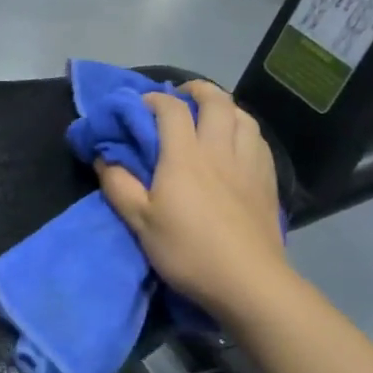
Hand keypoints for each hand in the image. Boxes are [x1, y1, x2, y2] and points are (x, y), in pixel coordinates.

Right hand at [96, 81, 287, 320]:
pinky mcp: (268, 180)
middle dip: (196, 90)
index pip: (171, 109)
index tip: (141, 105)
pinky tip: (238, 142)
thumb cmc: (188, 251)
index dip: (154, 99)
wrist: (248, 282)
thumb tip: (104, 158)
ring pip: (242, 115)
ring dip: (224, 106)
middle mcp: (219, 149)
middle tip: (181, 96)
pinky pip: (258, 139)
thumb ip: (119, 186)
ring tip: (211, 115)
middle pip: (215, 100)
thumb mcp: (140, 223)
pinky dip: (244, 129)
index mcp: (184, 156)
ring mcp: (248, 163)